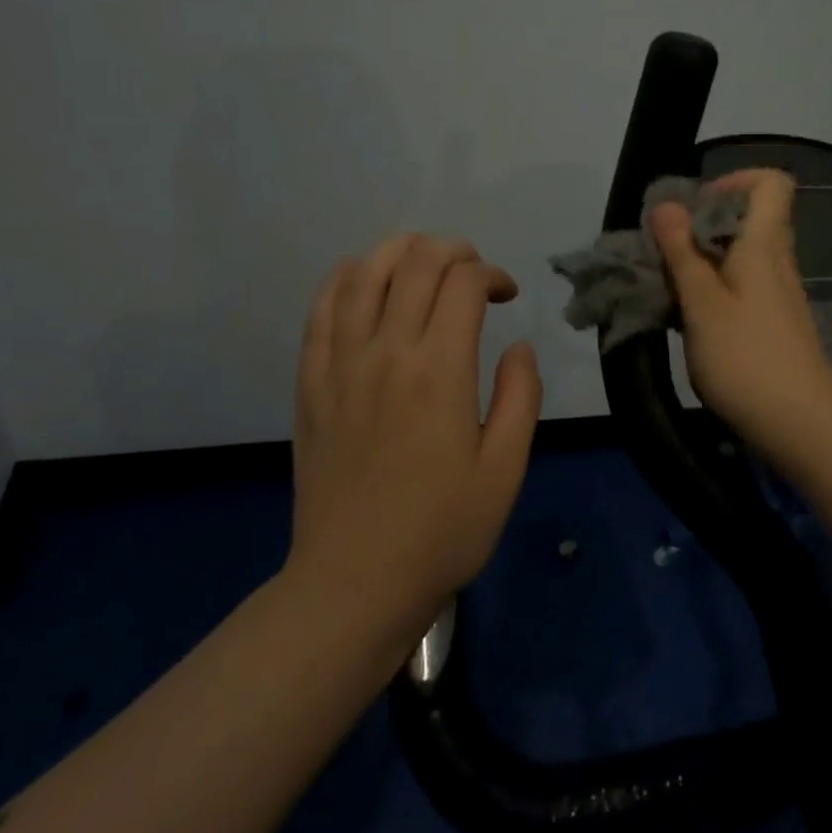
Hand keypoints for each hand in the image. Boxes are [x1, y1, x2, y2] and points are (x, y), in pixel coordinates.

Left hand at [288, 234, 541, 641]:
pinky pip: (321, 309)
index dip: (491, 273)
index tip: (506, 296)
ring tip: (423, 262)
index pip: (463, 282)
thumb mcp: (505, 470)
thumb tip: (517, 345)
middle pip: (415, 262)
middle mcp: (386, 352)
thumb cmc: (441, 531)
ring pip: (362, 272)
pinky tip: (364, 281)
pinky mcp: (311, 382)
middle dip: (452, 250)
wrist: (353, 582)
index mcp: (439, 371)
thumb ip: (520, 397)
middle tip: (472, 272)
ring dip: (399, 251)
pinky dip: (345, 278)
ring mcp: (340, 364)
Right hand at [652, 170, 831, 454]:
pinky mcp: (773, 324)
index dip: (734, 179)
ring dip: (701, 260)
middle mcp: (776, 262)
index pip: (771, 182)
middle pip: (747, 219)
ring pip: (739, 256)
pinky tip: (687, 319)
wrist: (801, 427)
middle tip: (664, 248)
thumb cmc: (746, 358)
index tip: (695, 204)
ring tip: (666, 285)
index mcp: (764, 246)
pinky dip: (712, 290)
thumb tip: (667, 203)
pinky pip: (740, 287)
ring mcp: (777, 295)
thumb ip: (682, 252)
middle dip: (702, 224)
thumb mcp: (702, 303)